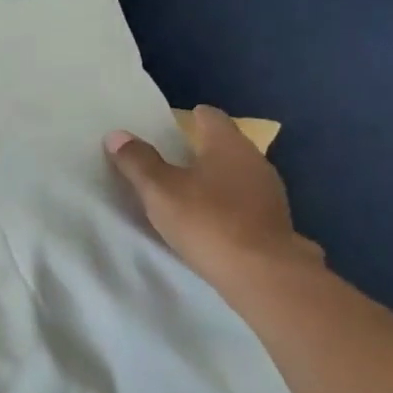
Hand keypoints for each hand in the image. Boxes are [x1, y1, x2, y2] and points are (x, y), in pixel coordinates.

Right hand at [105, 105, 322, 291]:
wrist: (262, 274)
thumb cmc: (208, 221)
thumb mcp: (160, 190)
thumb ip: (138, 161)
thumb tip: (117, 135)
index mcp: (229, 145)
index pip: (211, 117)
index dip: (190, 118)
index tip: (170, 127)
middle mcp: (255, 161)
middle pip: (226, 145)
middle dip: (201, 150)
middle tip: (170, 159)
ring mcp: (270, 193)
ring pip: (237, 175)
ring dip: (215, 179)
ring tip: (187, 192)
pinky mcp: (275, 223)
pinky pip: (245, 202)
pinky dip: (228, 204)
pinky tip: (211, 220)